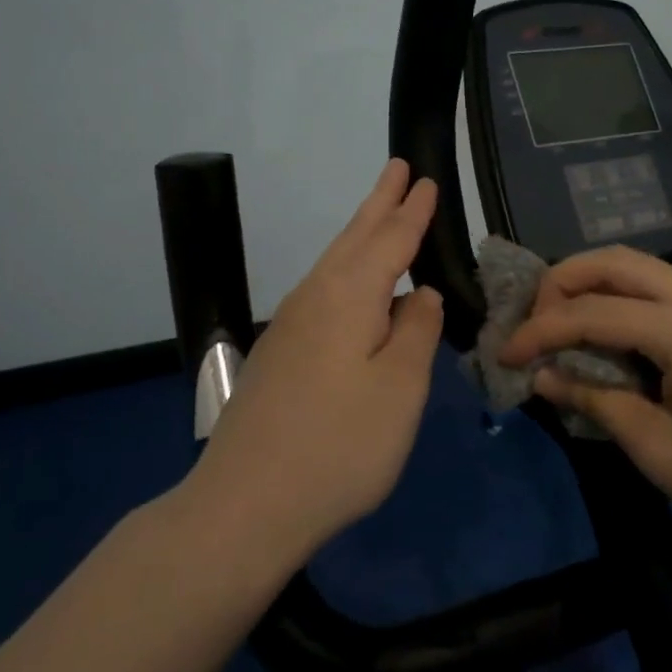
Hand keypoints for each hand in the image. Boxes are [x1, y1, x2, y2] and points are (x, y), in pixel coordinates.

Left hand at [191, 159, 443, 561]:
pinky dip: (346, 268)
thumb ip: (416, 332)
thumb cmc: (339, 445)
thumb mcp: (400, 389)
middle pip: (354, 238)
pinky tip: (352, 286)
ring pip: (334, 262)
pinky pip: (322, 289)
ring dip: (361, 232)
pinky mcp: (278, 353)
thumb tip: (422, 294)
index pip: (391, 240)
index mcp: (349, 295)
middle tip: (399, 168)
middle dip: (380, 202)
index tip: (426, 179)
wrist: (245, 503)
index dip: (412, 211)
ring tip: (380, 213)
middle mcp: (315, 296)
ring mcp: (290, 324)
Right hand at [500, 246, 671, 567]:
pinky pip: (669, 291)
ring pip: (644, 269)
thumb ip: (597, 401)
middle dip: (563, 281)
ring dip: (595, 286)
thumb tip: (544, 376)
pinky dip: (628, 302)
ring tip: (560, 323)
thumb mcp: (660, 452)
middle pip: (618, 262)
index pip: (594, 312)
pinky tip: (611, 335)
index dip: (541, 330)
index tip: (504, 354)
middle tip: (531, 319)